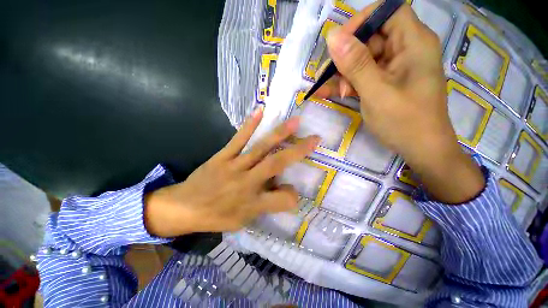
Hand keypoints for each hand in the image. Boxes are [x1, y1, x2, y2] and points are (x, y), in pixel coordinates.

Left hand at [144, 108, 320, 236]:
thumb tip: (287, 191)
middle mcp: (246, 182)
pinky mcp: (222, 156)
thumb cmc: (216, 216)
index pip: (281, 199)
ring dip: (279, 134)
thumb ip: (267, 206)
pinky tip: (260, 112)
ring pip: (260, 148)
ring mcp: (234, 165)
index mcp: (252, 202)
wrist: (183, 207)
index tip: (295, 193)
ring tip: (295, 122)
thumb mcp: (243, 221)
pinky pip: (238, 139)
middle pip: (275, 164)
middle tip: (314, 139)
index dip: (292, 196)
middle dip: (297, 151)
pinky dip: (249, 125)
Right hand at [316, 2, 484, 202]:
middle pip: (371, 36)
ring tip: (338, 92)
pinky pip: (365, 74)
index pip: (387, 11)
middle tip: (333, 78)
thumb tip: (333, 37)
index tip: (339, 44)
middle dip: (348, 56)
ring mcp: (397, 66)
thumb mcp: (376, 92)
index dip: (361, 22)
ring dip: (346, 73)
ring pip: (364, 57)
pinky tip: (334, 92)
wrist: (421, 149)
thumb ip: (355, 64)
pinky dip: (350, 82)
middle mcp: (407, 49)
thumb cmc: (404, 122)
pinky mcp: (388, 81)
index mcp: (413, 42)